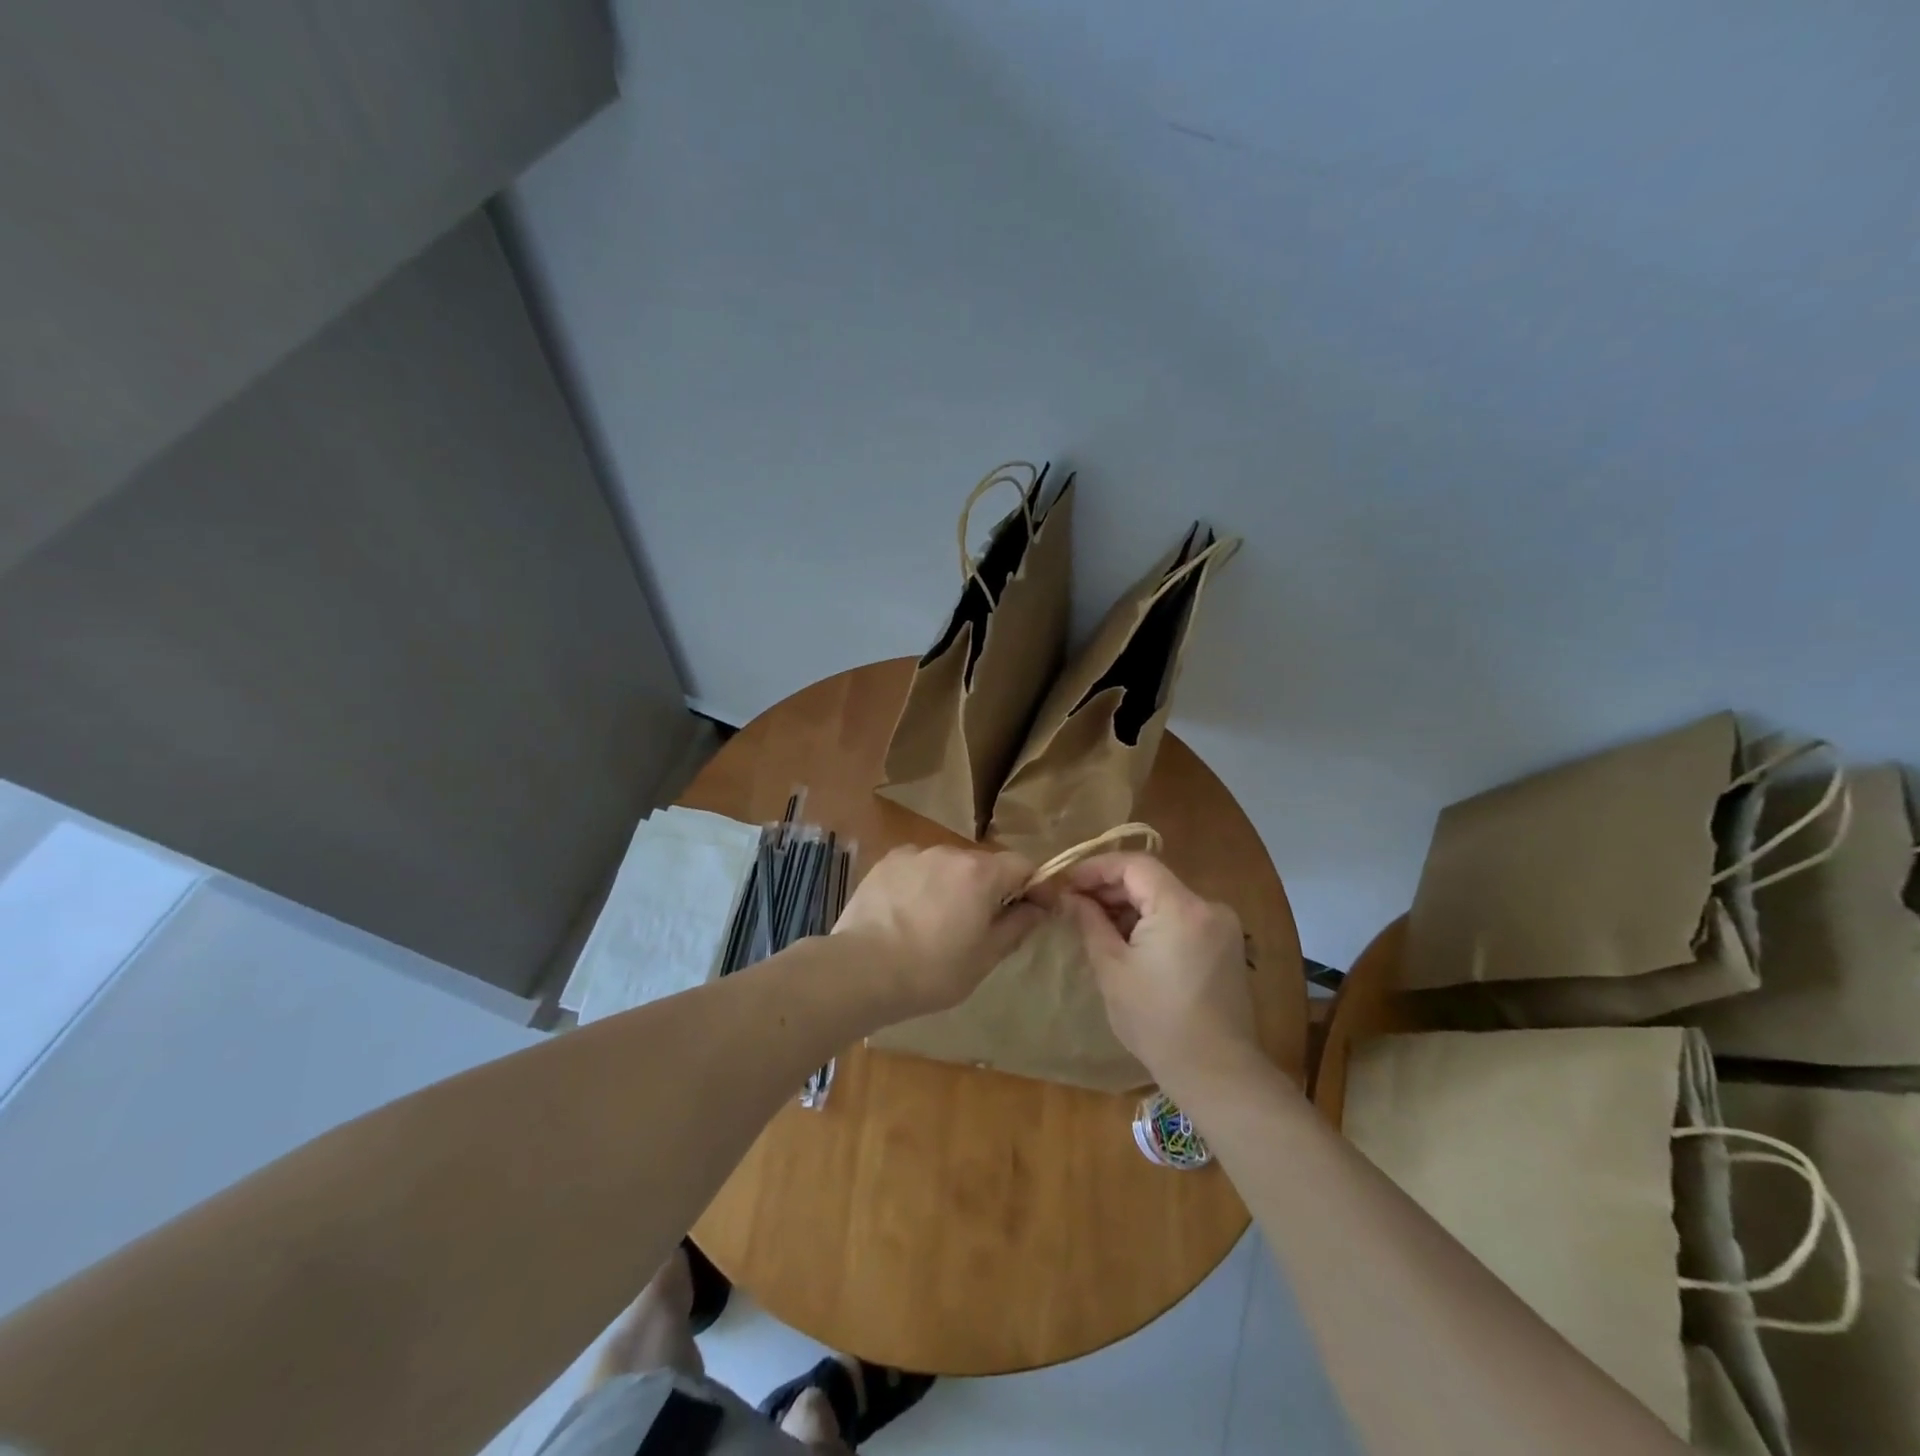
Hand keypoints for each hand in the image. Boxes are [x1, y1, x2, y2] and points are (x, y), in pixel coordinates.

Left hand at [832, 845, 1044, 1020]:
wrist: (861, 970)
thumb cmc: (932, 970)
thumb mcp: (985, 957)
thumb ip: (1018, 926)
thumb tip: (1039, 907)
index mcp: (981, 873)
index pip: (1023, 864)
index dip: (1034, 885)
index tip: (1034, 911)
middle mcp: (950, 852)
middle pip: (984, 864)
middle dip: (991, 889)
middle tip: (981, 926)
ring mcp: (914, 854)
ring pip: (948, 866)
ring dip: (954, 886)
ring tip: (938, 923)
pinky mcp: (886, 862)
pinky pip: (918, 868)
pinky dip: (923, 884)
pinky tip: (908, 914)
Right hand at [1053, 853, 1258, 1087]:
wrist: (1215, 1071)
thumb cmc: (1156, 1021)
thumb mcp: (1112, 969)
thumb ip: (1090, 922)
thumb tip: (1070, 897)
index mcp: (1180, 907)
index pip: (1135, 864)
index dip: (1097, 867)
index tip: (1068, 883)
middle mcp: (1208, 906)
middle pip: (1152, 879)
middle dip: (1111, 887)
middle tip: (1075, 904)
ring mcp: (1222, 926)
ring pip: (1166, 898)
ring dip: (1131, 905)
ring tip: (1097, 924)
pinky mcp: (1226, 945)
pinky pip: (1182, 917)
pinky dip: (1153, 920)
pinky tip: (1129, 942)